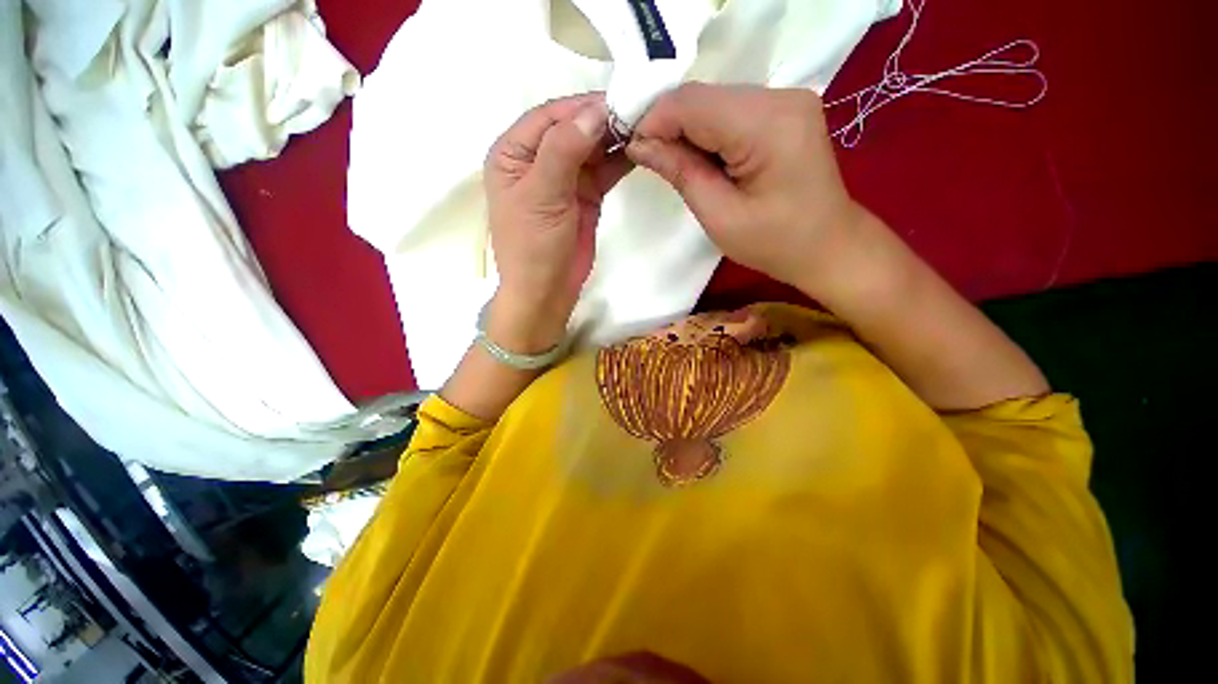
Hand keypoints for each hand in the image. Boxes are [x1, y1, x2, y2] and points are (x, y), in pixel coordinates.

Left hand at [484, 93, 632, 352]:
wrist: (546, 291)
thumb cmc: (533, 246)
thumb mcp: (542, 195)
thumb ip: (563, 150)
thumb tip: (595, 111)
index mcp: (514, 153)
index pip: (550, 117)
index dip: (582, 107)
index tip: (619, 100)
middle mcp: (538, 160)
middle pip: (573, 129)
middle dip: (603, 121)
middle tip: (640, 113)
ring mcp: (564, 179)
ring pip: (591, 148)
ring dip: (614, 139)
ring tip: (645, 128)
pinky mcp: (585, 196)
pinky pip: (603, 171)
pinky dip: (619, 161)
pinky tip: (638, 150)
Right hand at [626, 83, 863, 294]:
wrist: (827, 246)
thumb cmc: (775, 243)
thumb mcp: (720, 215)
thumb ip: (680, 172)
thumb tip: (638, 143)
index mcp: (768, 125)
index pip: (693, 104)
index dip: (654, 121)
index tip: (631, 148)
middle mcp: (781, 97)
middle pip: (704, 98)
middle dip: (668, 126)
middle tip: (649, 160)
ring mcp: (786, 99)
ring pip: (714, 102)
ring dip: (686, 131)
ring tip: (675, 165)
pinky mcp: (784, 110)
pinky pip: (731, 111)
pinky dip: (707, 133)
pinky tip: (702, 159)